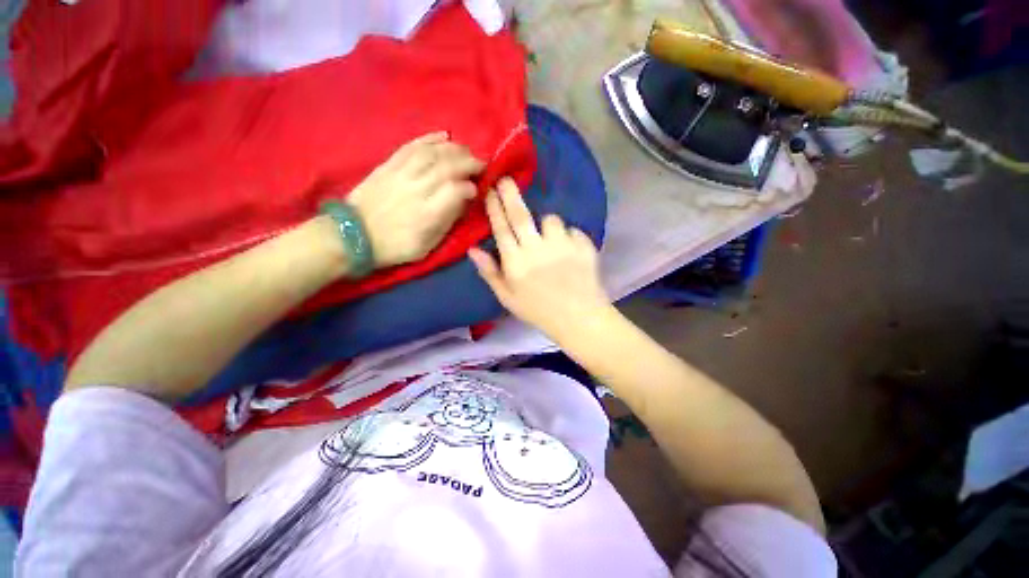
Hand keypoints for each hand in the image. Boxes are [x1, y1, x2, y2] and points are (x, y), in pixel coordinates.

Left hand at [347, 132, 484, 268]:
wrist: (353, 235)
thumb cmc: (395, 246)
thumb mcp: (426, 246)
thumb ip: (446, 223)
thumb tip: (463, 201)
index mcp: (427, 214)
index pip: (456, 190)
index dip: (471, 187)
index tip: (477, 190)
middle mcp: (417, 189)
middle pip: (448, 166)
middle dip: (469, 162)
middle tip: (481, 164)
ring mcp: (401, 173)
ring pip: (432, 152)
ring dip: (454, 149)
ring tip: (466, 151)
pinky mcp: (389, 164)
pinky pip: (411, 145)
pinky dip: (429, 138)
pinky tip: (444, 136)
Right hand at [468, 178, 611, 337]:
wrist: (578, 318)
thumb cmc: (538, 311)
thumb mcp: (508, 298)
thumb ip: (490, 272)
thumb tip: (473, 249)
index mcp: (516, 263)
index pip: (502, 229)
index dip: (495, 208)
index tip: (490, 190)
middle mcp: (537, 249)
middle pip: (522, 216)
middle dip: (511, 195)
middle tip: (506, 179)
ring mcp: (562, 246)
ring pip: (551, 220)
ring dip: (547, 225)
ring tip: (551, 240)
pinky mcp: (583, 246)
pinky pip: (573, 231)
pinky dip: (569, 237)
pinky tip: (570, 252)